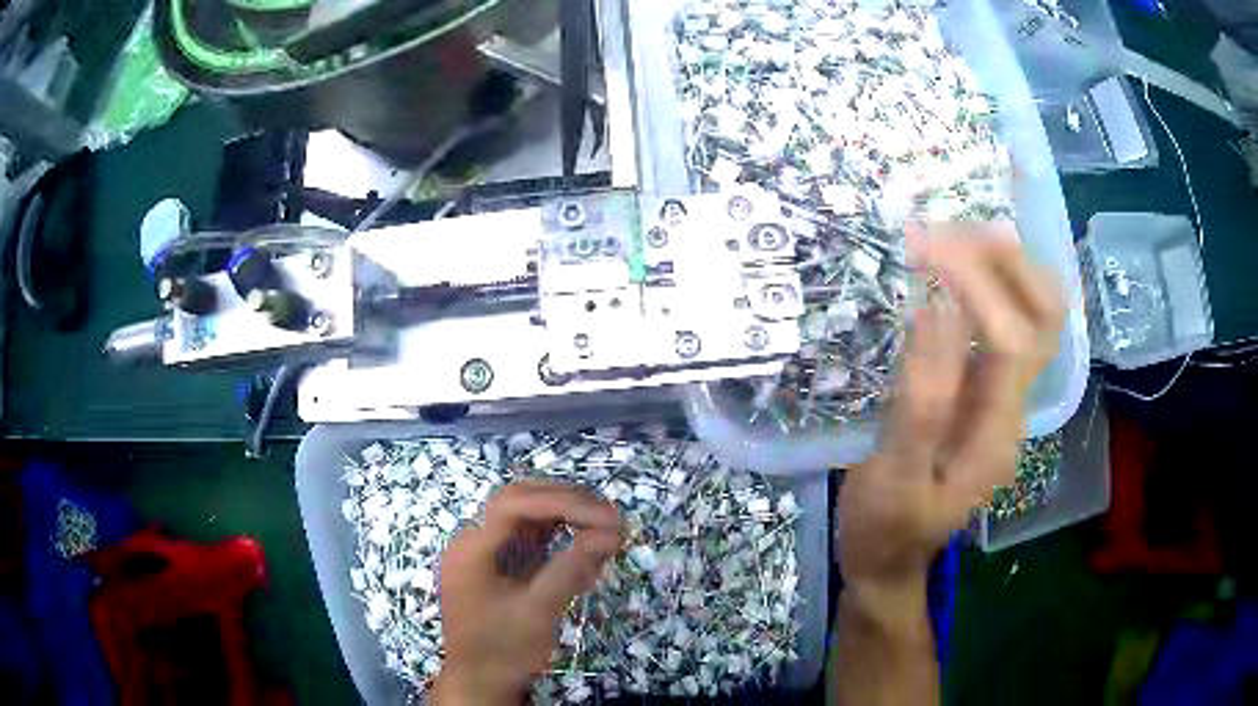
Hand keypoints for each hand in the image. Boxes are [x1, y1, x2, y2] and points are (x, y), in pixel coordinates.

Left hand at [432, 481, 622, 704]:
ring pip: (524, 518)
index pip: (515, 504)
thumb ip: (571, 569)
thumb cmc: (503, 650)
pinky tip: (585, 549)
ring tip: (603, 525)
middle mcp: (474, 541)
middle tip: (609, 515)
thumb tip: (612, 533)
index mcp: (472, 547)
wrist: (479, 684)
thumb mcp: (538, 611)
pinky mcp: (496, 568)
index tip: (606, 516)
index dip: (563, 502)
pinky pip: (527, 541)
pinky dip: (557, 539)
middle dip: (565, 503)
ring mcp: (483, 554)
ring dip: (563, 517)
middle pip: (518, 502)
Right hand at [838, 224, 1064, 594]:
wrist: (890, 561)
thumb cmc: (886, 528)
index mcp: (996, 432)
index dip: (978, 284)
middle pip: (1044, 316)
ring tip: (951, 235)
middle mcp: (1012, 406)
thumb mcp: (894, 478)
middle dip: (1007, 261)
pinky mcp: (982, 392)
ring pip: (1032, 313)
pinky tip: (950, 268)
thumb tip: (934, 310)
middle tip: (950, 229)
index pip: (1013, 338)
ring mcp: (1001, 397)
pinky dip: (984, 283)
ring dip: (1001, 265)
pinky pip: (1001, 322)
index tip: (925, 248)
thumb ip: (921, 402)